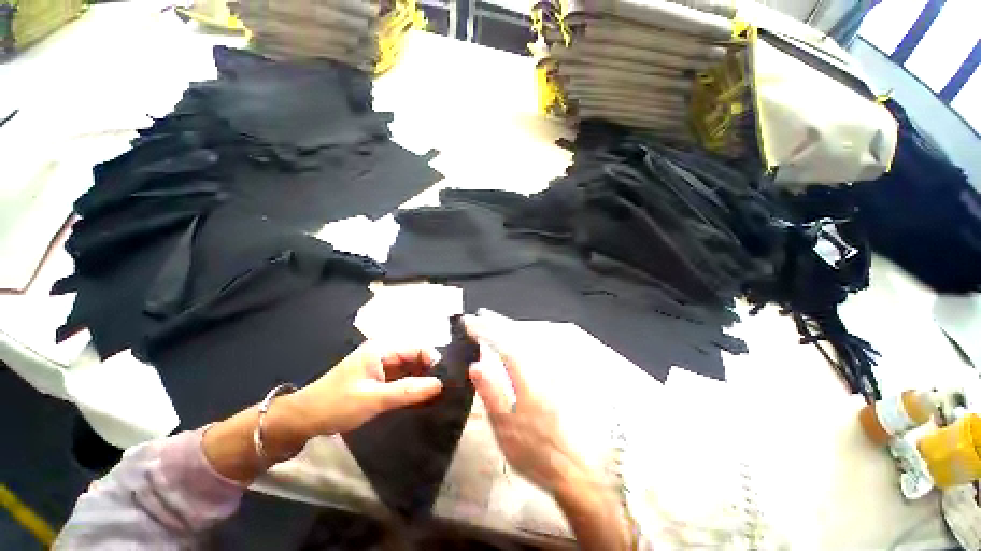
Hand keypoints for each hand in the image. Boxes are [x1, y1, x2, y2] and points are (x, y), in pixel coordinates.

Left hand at [289, 342, 443, 436]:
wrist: (304, 419)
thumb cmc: (336, 405)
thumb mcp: (373, 399)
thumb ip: (407, 391)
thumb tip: (439, 384)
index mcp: (382, 348)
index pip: (417, 348)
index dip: (433, 360)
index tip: (446, 380)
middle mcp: (385, 352)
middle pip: (416, 357)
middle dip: (430, 371)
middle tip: (445, 390)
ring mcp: (382, 365)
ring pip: (410, 368)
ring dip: (422, 380)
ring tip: (438, 395)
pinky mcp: (379, 378)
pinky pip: (402, 379)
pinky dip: (412, 387)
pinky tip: (421, 399)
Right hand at [464, 315, 586, 493]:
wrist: (567, 467)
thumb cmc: (532, 451)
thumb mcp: (504, 427)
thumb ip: (490, 393)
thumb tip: (476, 365)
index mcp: (526, 381)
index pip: (504, 347)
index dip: (486, 332)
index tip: (469, 324)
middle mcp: (538, 370)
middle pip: (516, 338)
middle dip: (496, 324)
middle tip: (478, 316)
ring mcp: (546, 374)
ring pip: (525, 342)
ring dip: (507, 329)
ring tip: (491, 321)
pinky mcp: (549, 380)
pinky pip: (531, 350)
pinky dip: (518, 340)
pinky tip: (513, 340)